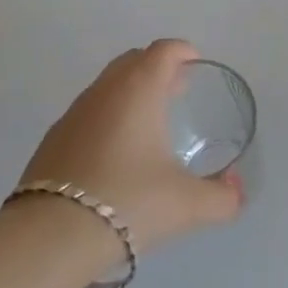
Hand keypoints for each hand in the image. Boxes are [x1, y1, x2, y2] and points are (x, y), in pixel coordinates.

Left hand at [18, 40, 242, 258]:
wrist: (51, 236)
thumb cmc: (129, 202)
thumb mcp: (188, 205)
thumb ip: (222, 197)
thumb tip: (236, 189)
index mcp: (139, 89)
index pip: (163, 51)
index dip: (183, 52)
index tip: (196, 65)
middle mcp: (105, 91)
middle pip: (133, 61)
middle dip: (157, 68)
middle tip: (177, 91)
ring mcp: (74, 113)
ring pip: (107, 86)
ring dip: (130, 93)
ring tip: (149, 123)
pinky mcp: (53, 139)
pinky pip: (88, 113)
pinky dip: (107, 118)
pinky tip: (115, 153)